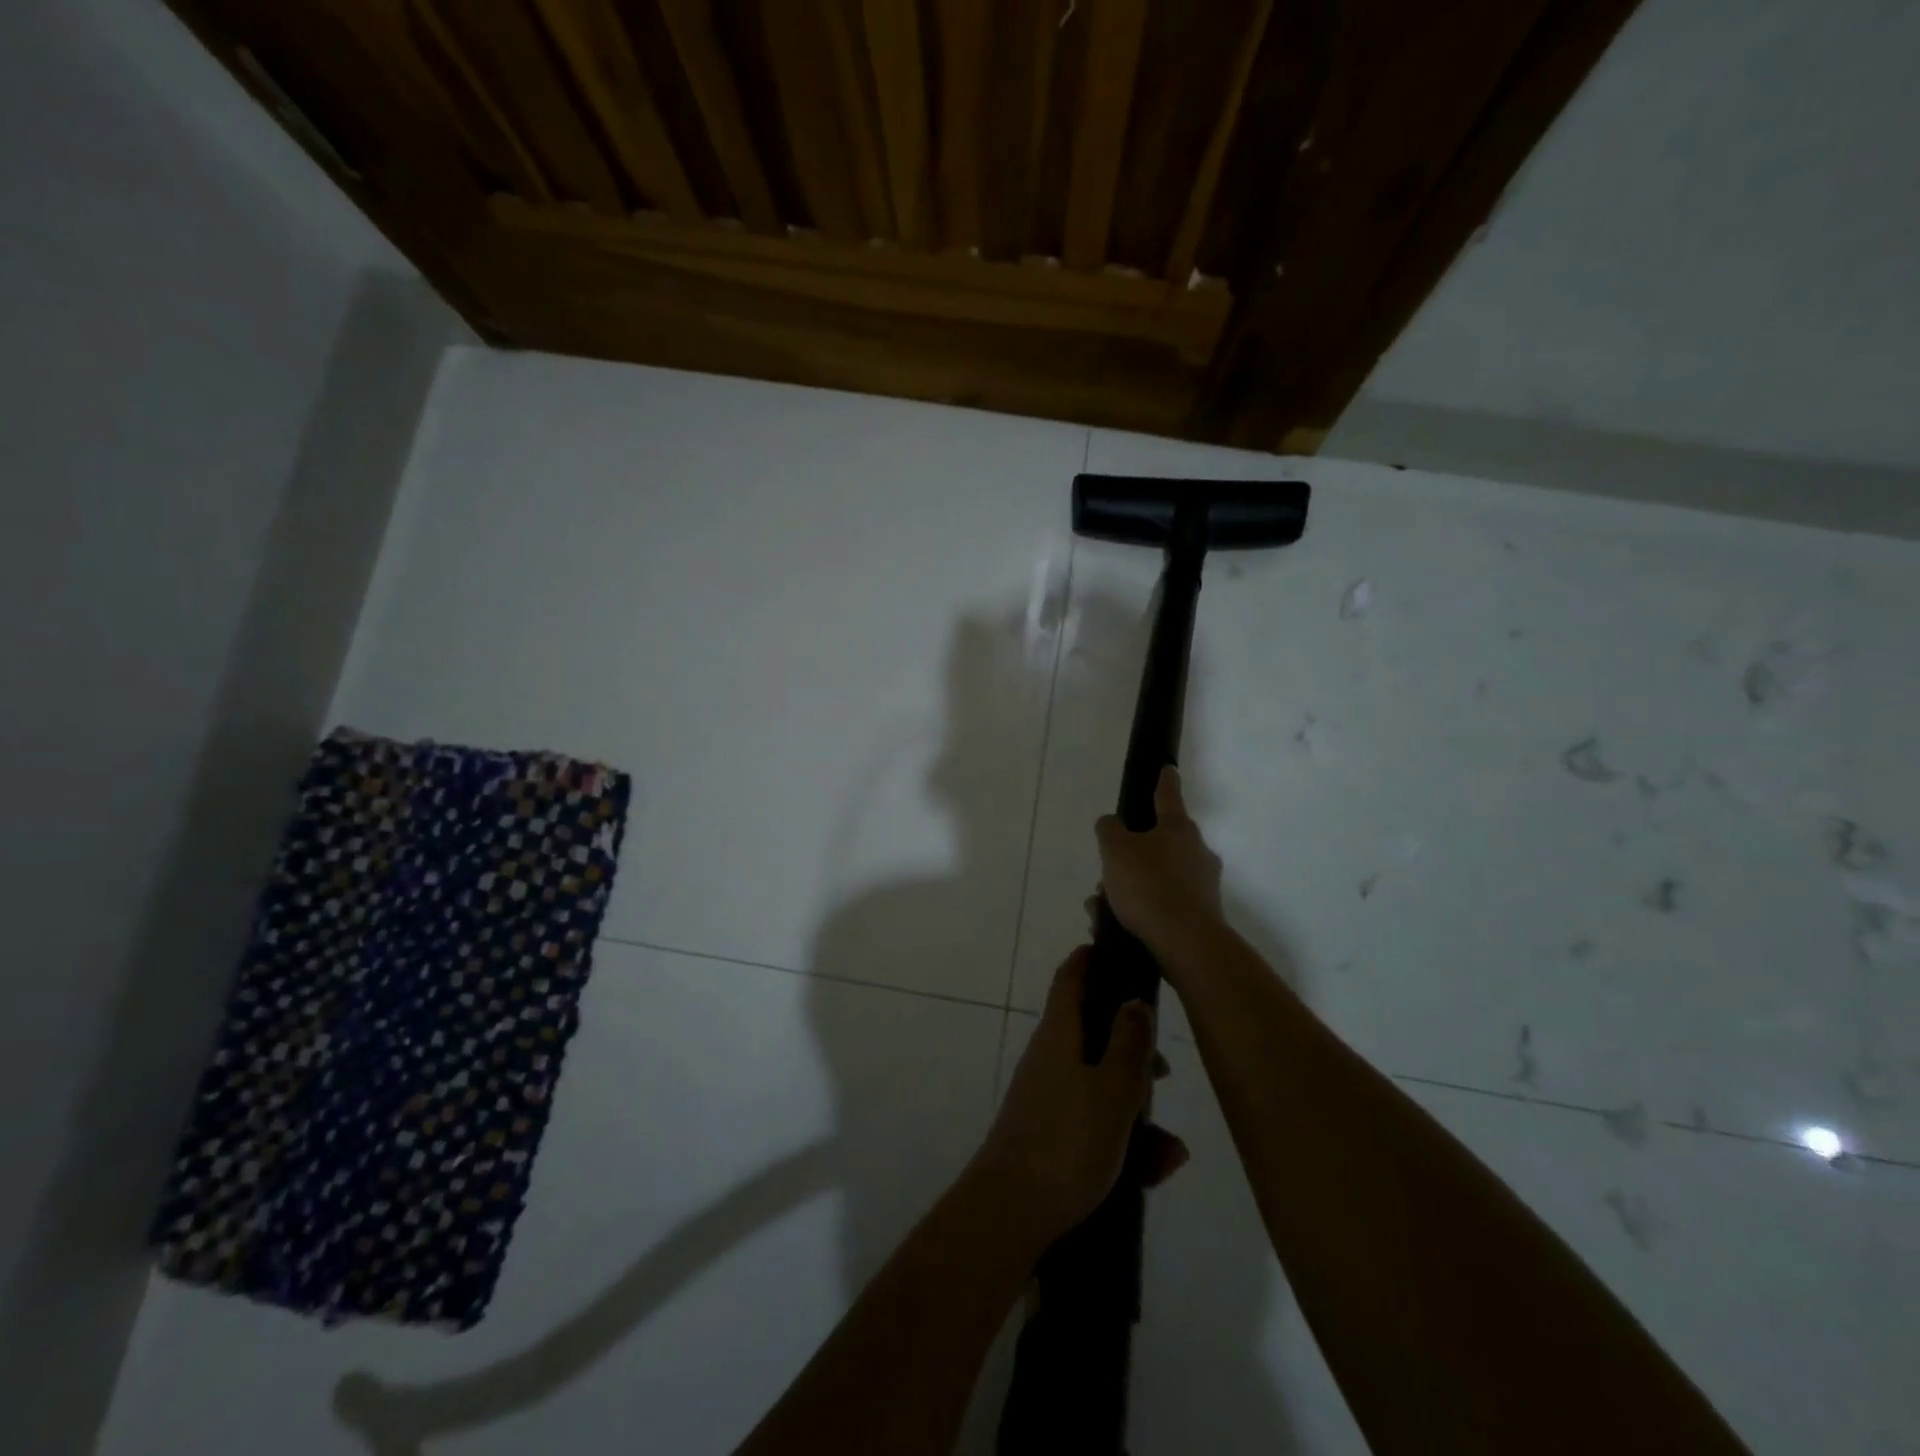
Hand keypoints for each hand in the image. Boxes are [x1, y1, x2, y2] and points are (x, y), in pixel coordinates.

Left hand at [973, 947, 1188, 1249]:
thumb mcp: (1113, 1089)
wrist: (1012, 1213)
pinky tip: (1156, 1171)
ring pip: (1100, 1085)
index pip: (1070, 978)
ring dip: (1136, 1108)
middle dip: (1131, 1049)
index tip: (1116, 951)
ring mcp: (1048, 1097)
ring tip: (1170, 1148)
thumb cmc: (1068, 1141)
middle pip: (1092, 1034)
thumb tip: (1133, 1000)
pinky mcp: (1051, 1135)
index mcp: (1059, 1034)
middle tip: (1164, 1068)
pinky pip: (1094, 1124)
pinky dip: (1124, 1140)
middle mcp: (1049, 1058)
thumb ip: (1128, 1042)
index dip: (1091, 960)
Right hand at [1095, 766, 1224, 968]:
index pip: (1167, 795)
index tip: (1167, 768)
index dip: (1163, 780)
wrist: (1186, 943)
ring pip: (1157, 876)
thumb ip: (1110, 830)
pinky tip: (1116, 925)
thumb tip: (1112, 824)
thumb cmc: (1149, 886)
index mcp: (1178, 827)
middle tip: (1106, 873)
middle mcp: (1196, 851)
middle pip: (1159, 843)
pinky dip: (1141, 910)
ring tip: (1101, 908)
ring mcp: (1202, 884)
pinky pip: (1162, 904)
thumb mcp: (1115, 850)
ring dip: (1130, 887)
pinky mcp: (1201, 915)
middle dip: (1130, 856)